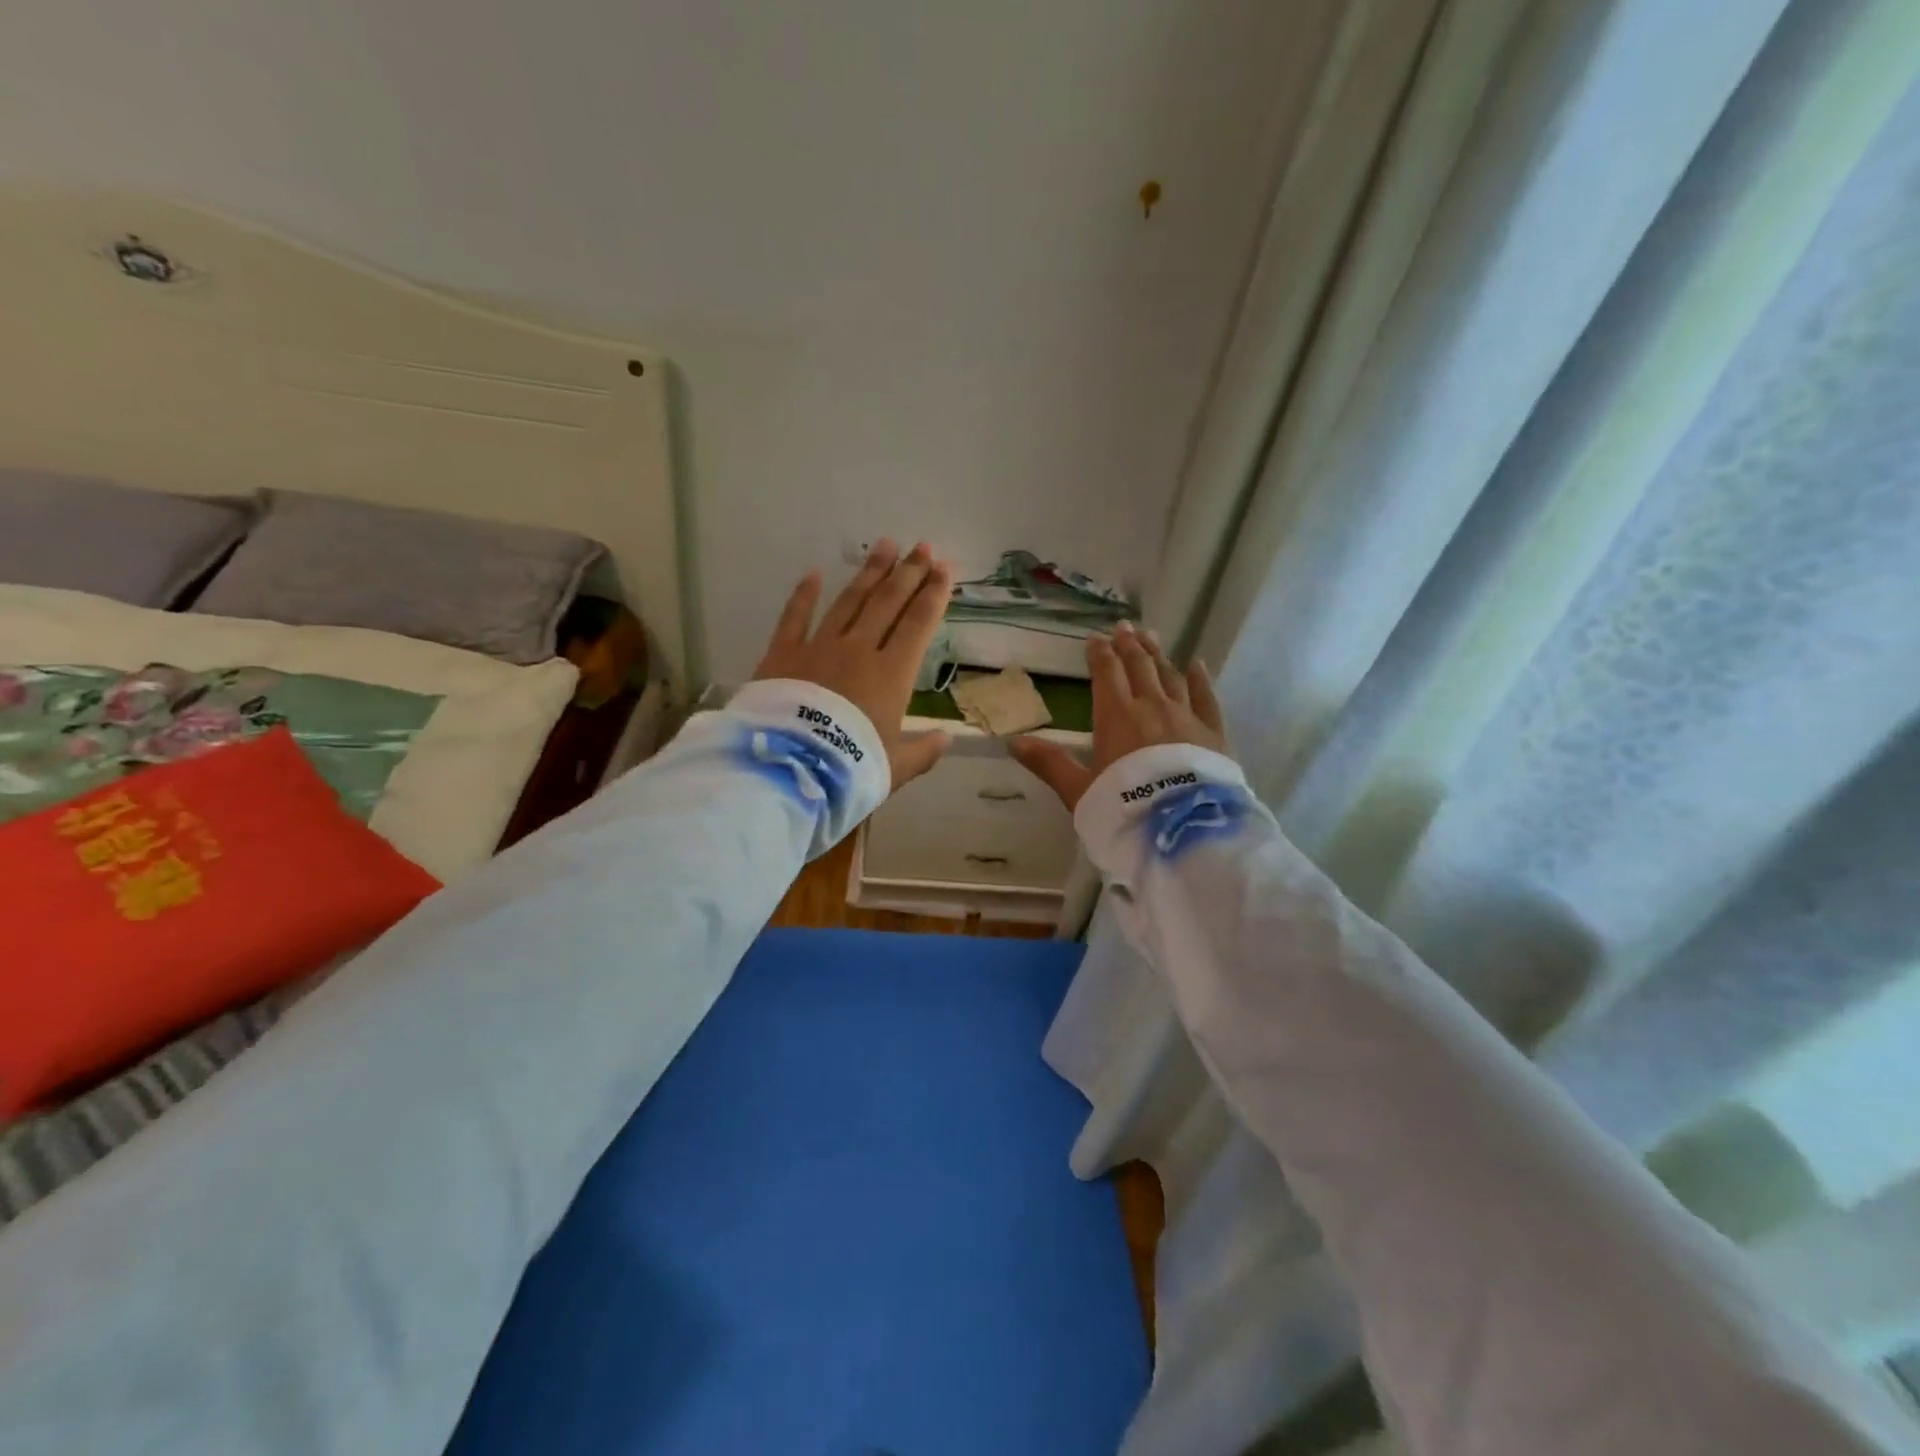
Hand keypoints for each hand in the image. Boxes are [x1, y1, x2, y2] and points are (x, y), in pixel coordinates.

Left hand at [753, 539, 952, 789]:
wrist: (790, 770)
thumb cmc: (850, 769)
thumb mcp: (895, 768)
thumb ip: (923, 752)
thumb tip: (946, 739)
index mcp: (892, 674)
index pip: (919, 624)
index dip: (934, 594)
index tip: (945, 569)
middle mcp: (858, 650)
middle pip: (888, 603)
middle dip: (908, 573)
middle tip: (923, 547)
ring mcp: (819, 647)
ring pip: (849, 601)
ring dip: (869, 573)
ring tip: (885, 547)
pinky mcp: (782, 654)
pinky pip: (794, 617)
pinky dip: (803, 595)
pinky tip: (812, 574)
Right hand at [1009, 621, 1225, 811]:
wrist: (1182, 830)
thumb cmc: (1123, 809)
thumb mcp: (1078, 790)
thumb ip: (1049, 763)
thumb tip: (1014, 742)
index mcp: (1116, 716)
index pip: (1107, 674)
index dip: (1099, 654)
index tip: (1095, 638)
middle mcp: (1152, 707)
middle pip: (1140, 667)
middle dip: (1129, 645)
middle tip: (1124, 627)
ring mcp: (1186, 717)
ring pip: (1170, 676)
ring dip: (1158, 655)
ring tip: (1151, 637)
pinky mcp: (1213, 733)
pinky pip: (1206, 697)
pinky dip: (1199, 678)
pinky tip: (1196, 664)